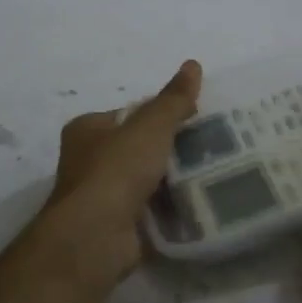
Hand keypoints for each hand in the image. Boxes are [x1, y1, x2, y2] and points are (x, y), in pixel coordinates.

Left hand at [41, 60, 202, 285]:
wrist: (94, 237)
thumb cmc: (116, 171)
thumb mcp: (150, 127)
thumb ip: (173, 99)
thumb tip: (193, 64)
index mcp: (88, 129)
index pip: (131, 114)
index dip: (162, 114)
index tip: (196, 119)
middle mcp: (88, 160)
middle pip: (139, 147)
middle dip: (171, 149)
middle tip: (211, 147)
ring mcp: (101, 196)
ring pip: (147, 180)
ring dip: (174, 180)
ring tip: (213, 173)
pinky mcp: (116, 226)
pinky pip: (151, 210)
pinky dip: (171, 208)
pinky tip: (198, 204)